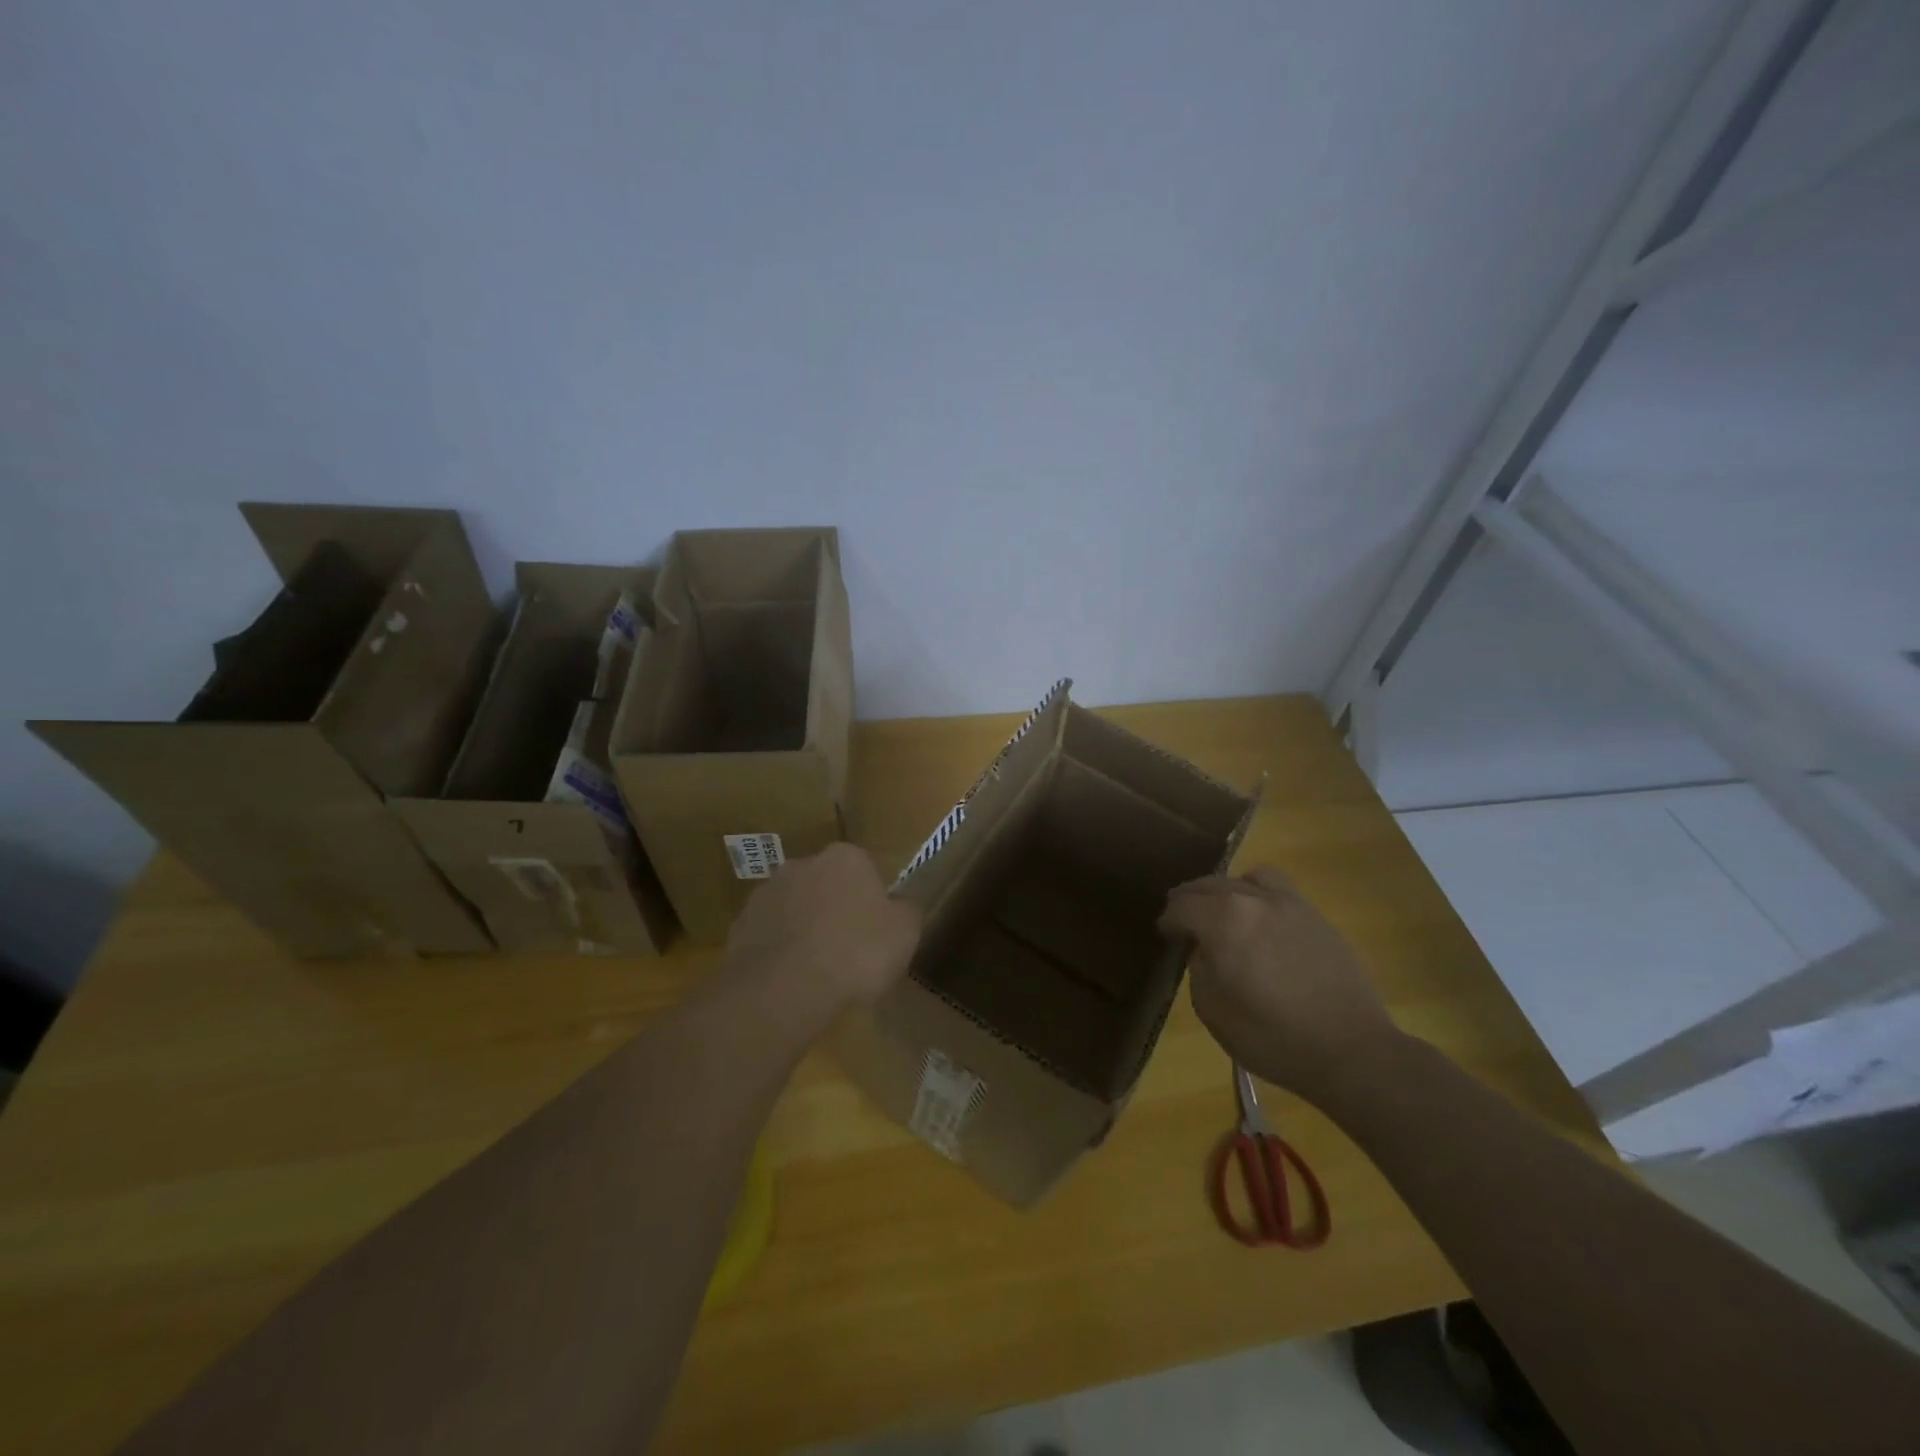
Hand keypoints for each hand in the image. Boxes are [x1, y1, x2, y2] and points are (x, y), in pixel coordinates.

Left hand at [723, 844, 921, 1029]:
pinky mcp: (740, 924)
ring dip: (803, 928)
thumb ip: (907, 911)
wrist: (785, 987)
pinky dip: (778, 950)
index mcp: (845, 857)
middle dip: (833, 909)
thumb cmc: (856, 952)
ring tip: (816, 970)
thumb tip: (901, 906)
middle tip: (847, 949)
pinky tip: (789, 980)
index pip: (864, 870)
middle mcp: (802, 863)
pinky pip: (768, 935)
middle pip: (825, 884)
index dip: (871, 901)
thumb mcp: (905, 933)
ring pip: (794, 908)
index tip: (875, 931)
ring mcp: (766, 892)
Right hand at [1159, 865, 1399, 1105]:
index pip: (1181, 907)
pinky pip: (1278, 890)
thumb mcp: (1213, 1010)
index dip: (1168, 922)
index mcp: (1223, 919)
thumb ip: (1198, 968)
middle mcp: (1254, 899)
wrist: (1351, 1050)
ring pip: (1246, 879)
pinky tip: (1262, 922)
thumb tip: (1202, 949)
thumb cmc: (1272, 1037)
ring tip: (1224, 912)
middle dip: (1190, 901)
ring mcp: (1290, 904)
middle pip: (1209, 885)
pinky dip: (1259, 896)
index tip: (1167, 937)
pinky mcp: (1317, 917)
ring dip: (1226, 891)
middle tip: (1184, 921)